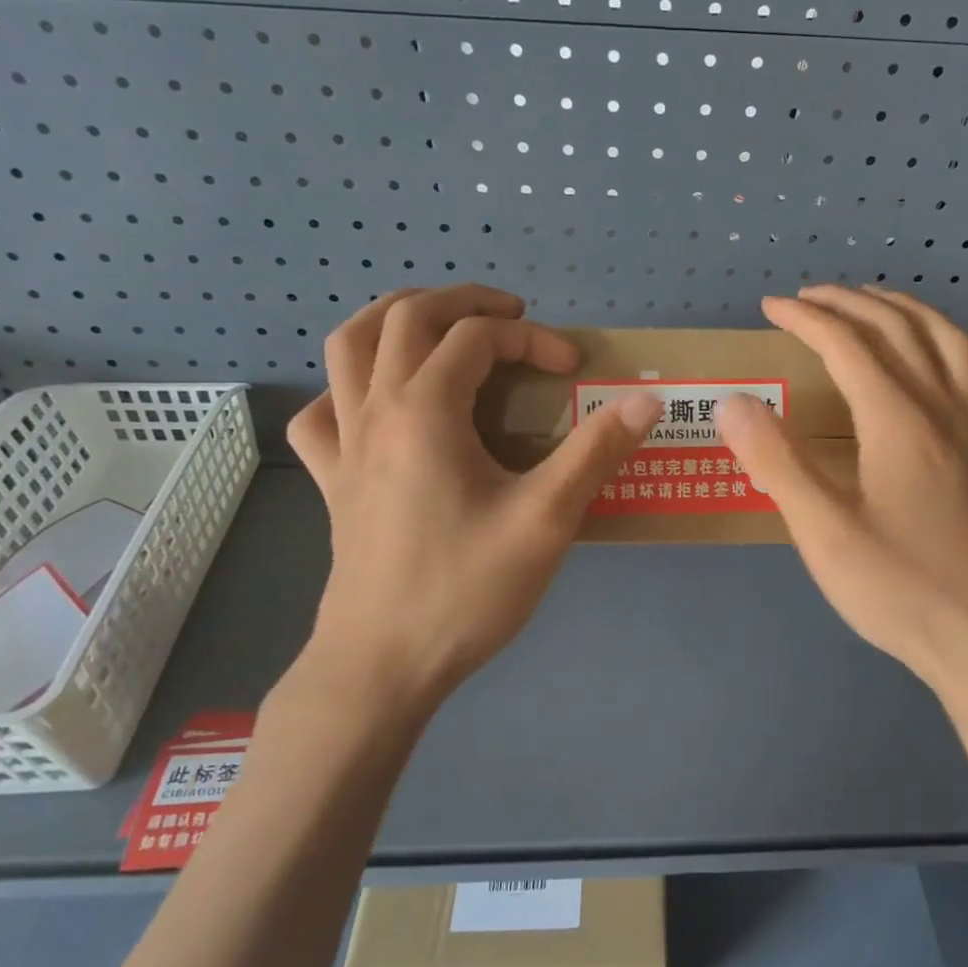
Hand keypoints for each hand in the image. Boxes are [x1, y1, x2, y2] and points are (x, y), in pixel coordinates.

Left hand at [284, 285, 660, 720]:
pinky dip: (345, 390)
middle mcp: (375, 410)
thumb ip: (595, 452)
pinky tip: (374, 406)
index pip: (478, 336)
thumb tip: (646, 399)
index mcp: (425, 410)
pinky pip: (322, 413)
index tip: (574, 368)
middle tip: (510, 314)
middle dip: (463, 302)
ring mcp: (343, 444)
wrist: (383, 664)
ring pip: (347, 347)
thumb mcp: (545, 520)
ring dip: (393, 319)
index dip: (533, 338)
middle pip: (404, 317)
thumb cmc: (465, 589)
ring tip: (437, 328)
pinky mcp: (332, 481)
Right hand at [717, 285, 967, 690]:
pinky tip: (944, 376)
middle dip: (852, 302)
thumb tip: (733, 402)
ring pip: (951, 343)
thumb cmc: (895, 585)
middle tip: (812, 297)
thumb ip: (776, 461)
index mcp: (897, 420)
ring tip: (876, 307)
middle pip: (901, 329)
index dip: (807, 318)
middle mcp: (942, 409)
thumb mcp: (820, 529)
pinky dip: (956, 360)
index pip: (848, 344)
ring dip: (909, 312)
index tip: (771, 306)